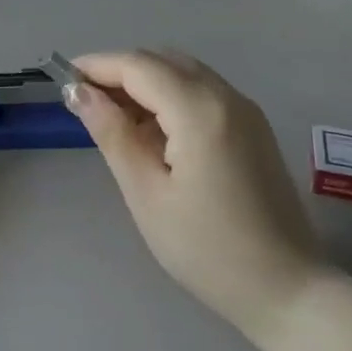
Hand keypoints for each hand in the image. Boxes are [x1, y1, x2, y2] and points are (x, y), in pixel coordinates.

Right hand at [66, 50, 323, 338]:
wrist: (288, 289)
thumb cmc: (207, 250)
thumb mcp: (147, 194)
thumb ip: (112, 134)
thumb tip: (79, 92)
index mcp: (200, 111)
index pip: (138, 66)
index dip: (98, 65)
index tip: (64, 77)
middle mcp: (226, 96)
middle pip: (162, 61)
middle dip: (119, 71)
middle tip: (85, 102)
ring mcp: (245, 109)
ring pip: (183, 72)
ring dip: (145, 82)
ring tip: (113, 118)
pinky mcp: (252, 126)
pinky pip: (202, 91)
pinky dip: (169, 96)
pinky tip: (152, 131)